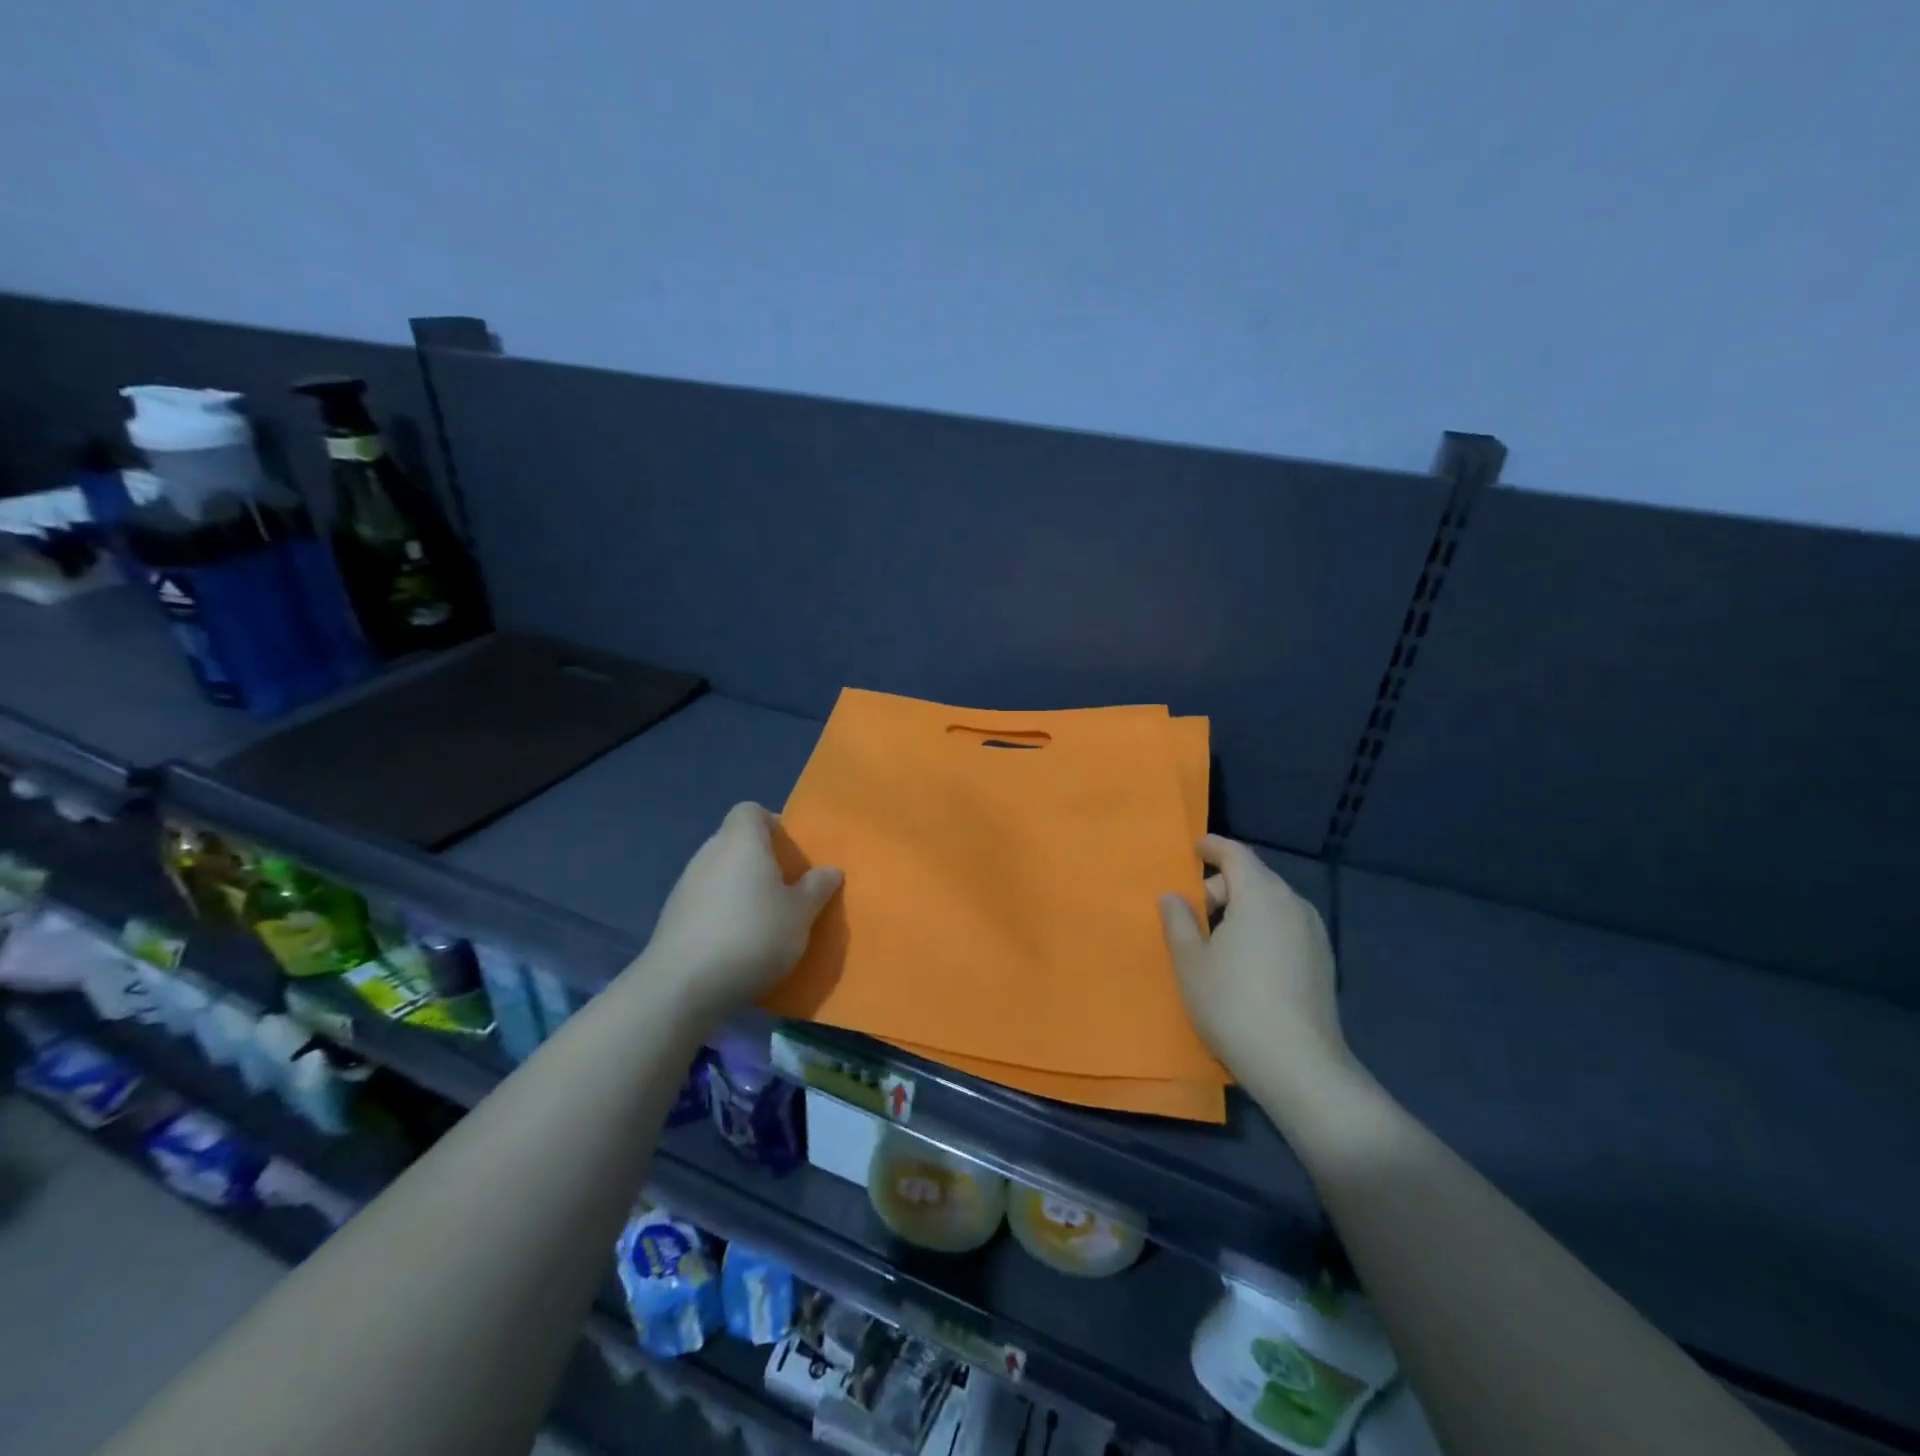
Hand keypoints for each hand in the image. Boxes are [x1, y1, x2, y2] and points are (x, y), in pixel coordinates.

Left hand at [640, 803, 843, 1023]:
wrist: (683, 985)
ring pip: (720, 873)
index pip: (751, 811)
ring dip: (740, 888)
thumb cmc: (753, 935)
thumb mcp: (801, 914)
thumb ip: (817, 888)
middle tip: (785, 889)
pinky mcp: (671, 917)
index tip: (790, 853)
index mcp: (742, 841)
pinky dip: (721, 912)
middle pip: (736, 842)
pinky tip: (736, 943)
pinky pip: (705, 901)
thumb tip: (831, 870)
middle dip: (760, 860)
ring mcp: (685, 885)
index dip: (772, 825)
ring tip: (763, 920)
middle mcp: (709, 853)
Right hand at [1160, 836, 1350, 1106]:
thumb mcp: (1190, 962)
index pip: (1236, 854)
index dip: (1213, 847)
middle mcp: (1293, 905)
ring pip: (1271, 904)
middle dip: (1222, 885)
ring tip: (1217, 939)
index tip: (1194, 848)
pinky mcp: (1323, 962)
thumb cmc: (1233, 1004)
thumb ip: (1178, 921)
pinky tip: (1246, 962)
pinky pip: (1285, 926)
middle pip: (1254, 877)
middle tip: (1193, 911)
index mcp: (1260, 895)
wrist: (1299, 1066)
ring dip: (1243, 908)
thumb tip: (1173, 896)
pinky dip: (1262, 928)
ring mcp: (1314, 934)